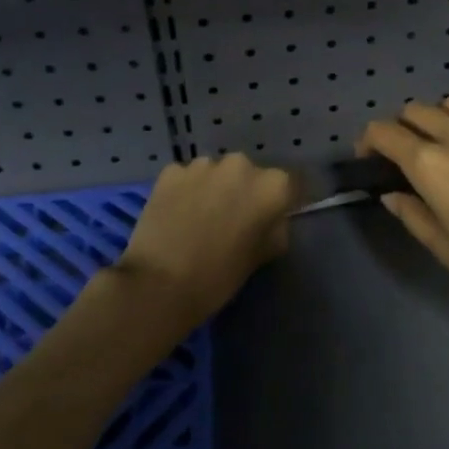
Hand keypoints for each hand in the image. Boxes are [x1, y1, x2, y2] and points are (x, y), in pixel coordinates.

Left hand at [111, 153, 297, 332]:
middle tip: (233, 221)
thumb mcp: (261, 257)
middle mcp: (241, 165)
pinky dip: (187, 191)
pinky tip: (177, 215)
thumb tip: (272, 220)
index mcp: (272, 186)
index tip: (272, 218)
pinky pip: (188, 177)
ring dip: (215, 189)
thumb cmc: (218, 277)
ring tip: (201, 218)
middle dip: (245, 192)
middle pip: (251, 175)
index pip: (289, 185)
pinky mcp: (172, 171)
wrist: (158, 284)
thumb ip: (275, 230)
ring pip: (217, 173)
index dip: (281, 202)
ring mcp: (203, 165)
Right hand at [359, 98, 448, 329]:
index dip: (369, 141)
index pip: (384, 132)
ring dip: (443, 118)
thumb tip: (393, 194)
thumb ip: (414, 215)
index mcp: (431, 164)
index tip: (370, 159)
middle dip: (403, 127)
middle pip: (417, 111)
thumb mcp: (448, 250)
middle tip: (409, 154)